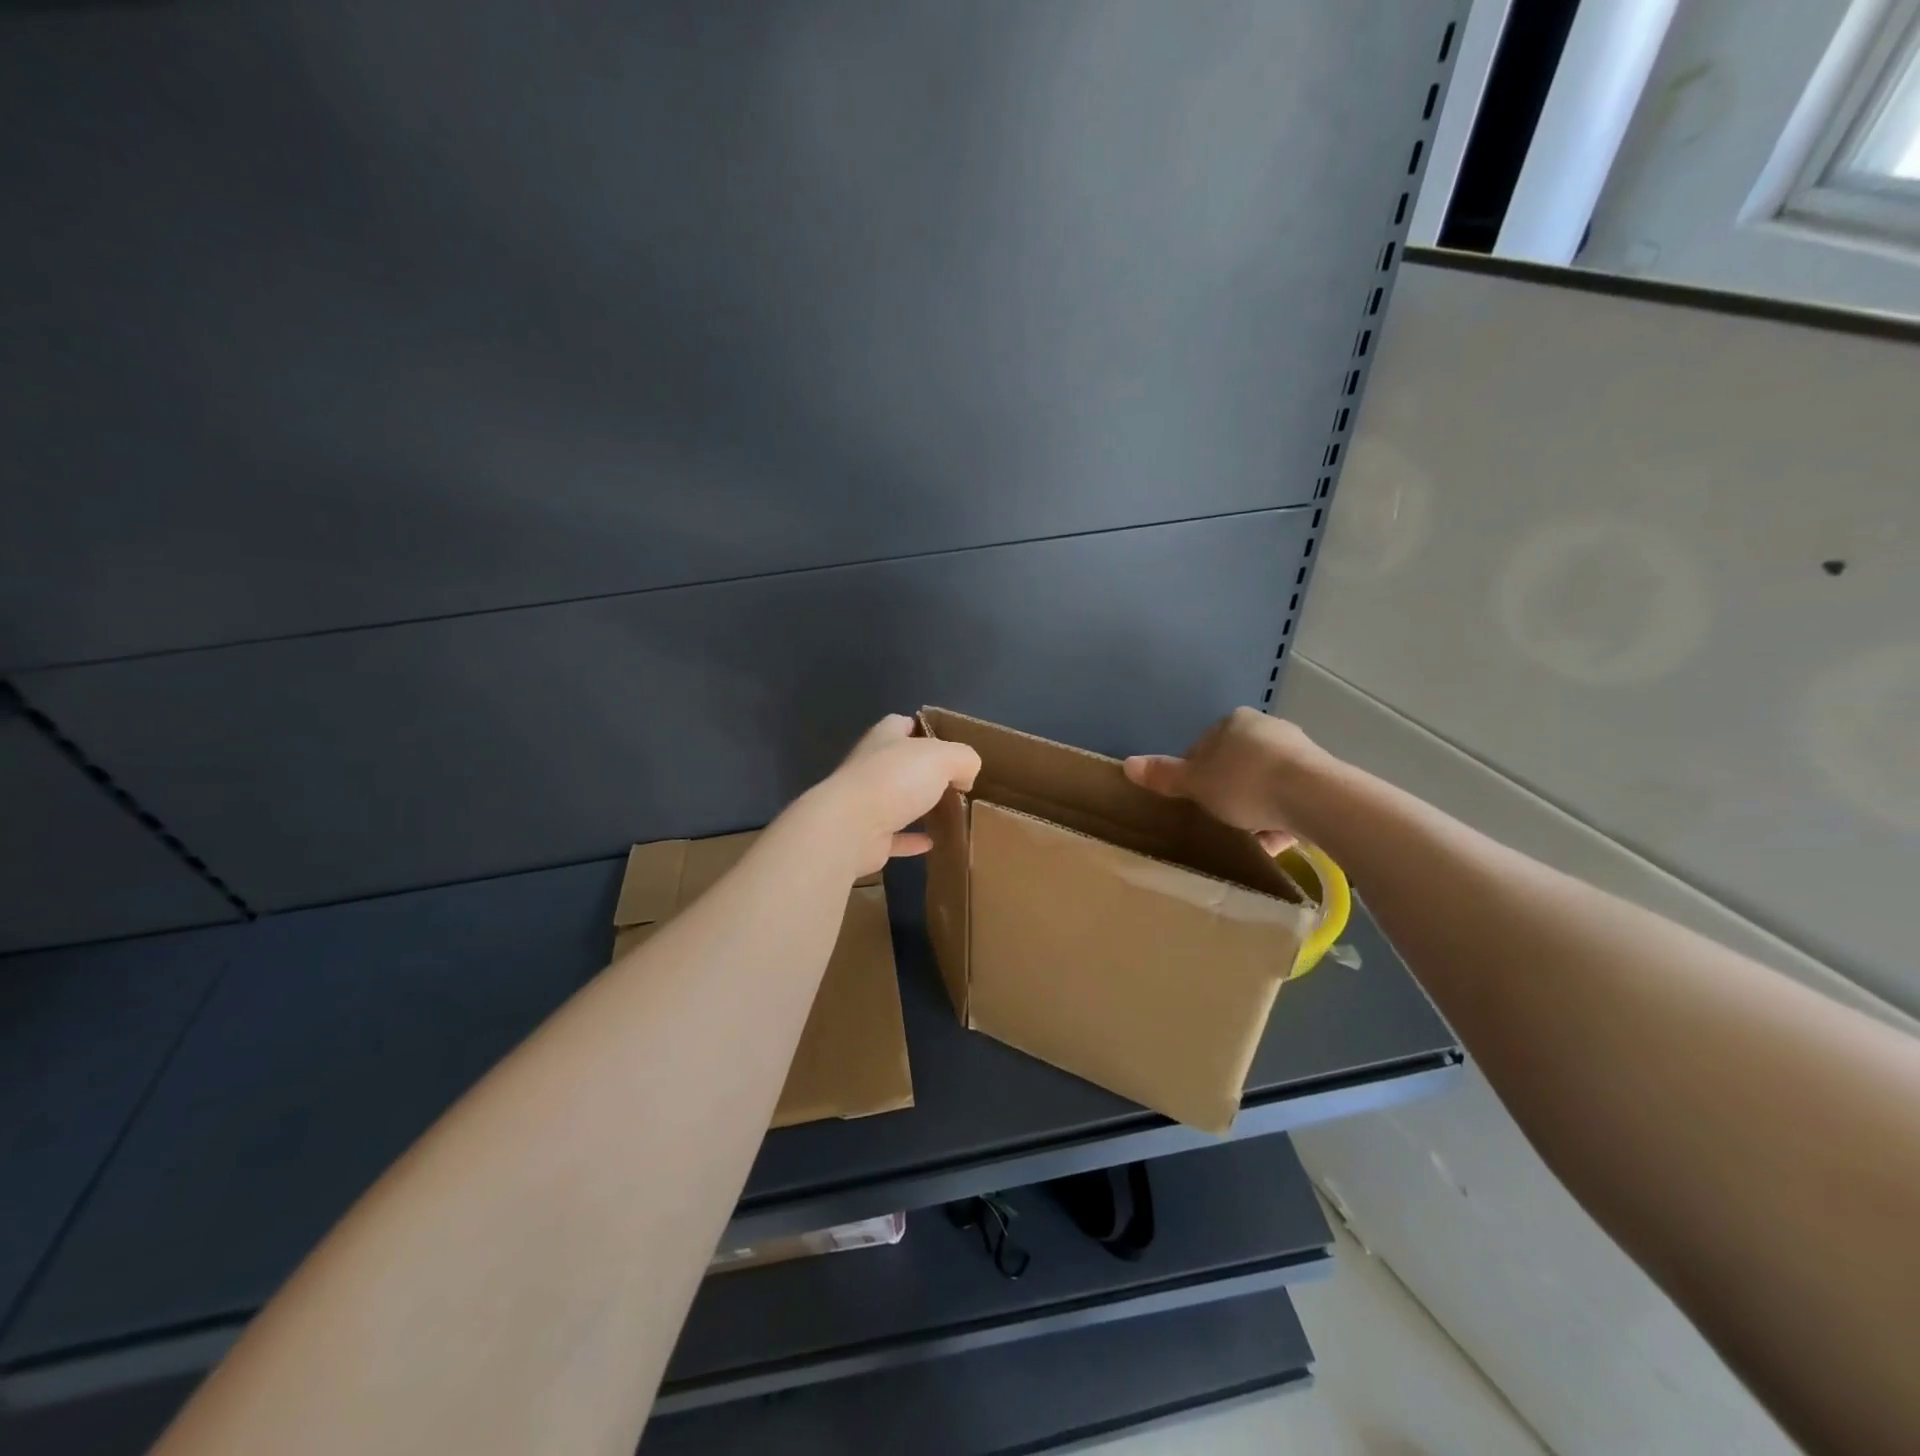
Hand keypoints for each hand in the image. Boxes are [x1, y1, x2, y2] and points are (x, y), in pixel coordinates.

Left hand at [800, 715, 982, 876]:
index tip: (946, 742)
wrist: (850, 827)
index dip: (922, 728)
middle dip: (923, 770)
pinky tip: (932, 843)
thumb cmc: (895, 780)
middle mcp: (870, 767)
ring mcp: (864, 802)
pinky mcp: (866, 836)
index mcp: (884, 739)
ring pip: (895, 800)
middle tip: (955, 781)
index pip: (900, 724)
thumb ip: (963, 759)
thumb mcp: (943, 757)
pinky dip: (911, 840)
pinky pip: (894, 836)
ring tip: (947, 812)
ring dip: (917, 805)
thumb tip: (966, 775)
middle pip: (899, 763)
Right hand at [1123, 707, 1329, 853]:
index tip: (1194, 802)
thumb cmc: (1244, 783)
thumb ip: (1164, 775)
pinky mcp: (1322, 777)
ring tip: (1248, 838)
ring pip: (1264, 783)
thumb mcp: (1196, 783)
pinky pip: (1290, 799)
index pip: (1203, 747)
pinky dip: (1280, 817)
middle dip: (1227, 792)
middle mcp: (1266, 728)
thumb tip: (1127, 764)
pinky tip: (1274, 843)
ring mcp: (1298, 751)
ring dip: (1255, 808)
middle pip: (1235, 765)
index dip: (1194, 776)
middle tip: (1219, 821)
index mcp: (1233, 722)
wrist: (1314, 797)